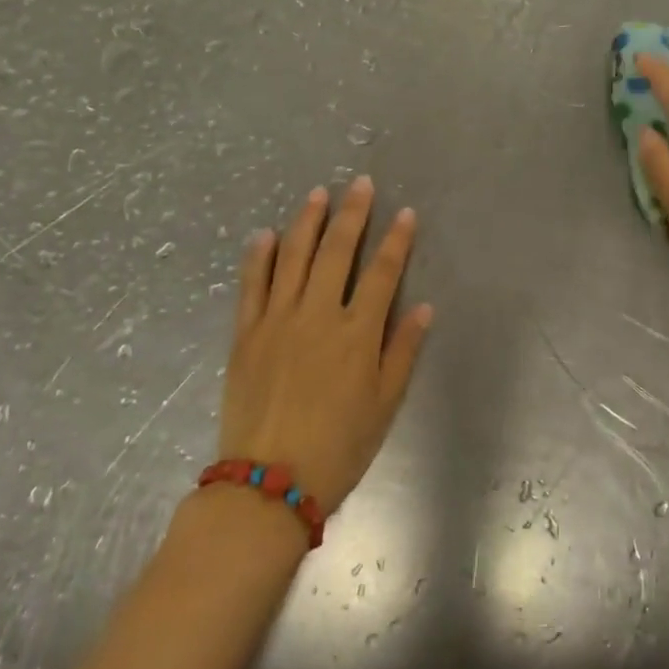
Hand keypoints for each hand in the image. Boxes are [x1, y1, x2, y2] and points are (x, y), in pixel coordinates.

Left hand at [217, 178, 431, 511]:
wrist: (267, 485)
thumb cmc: (338, 447)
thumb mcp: (385, 404)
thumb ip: (403, 350)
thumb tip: (423, 306)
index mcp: (357, 333)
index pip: (382, 272)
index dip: (396, 240)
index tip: (405, 213)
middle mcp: (318, 315)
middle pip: (337, 252)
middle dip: (352, 214)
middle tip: (360, 183)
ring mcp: (277, 320)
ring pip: (293, 257)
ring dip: (307, 221)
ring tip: (318, 193)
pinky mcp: (245, 334)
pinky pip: (251, 285)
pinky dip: (258, 256)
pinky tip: (265, 233)